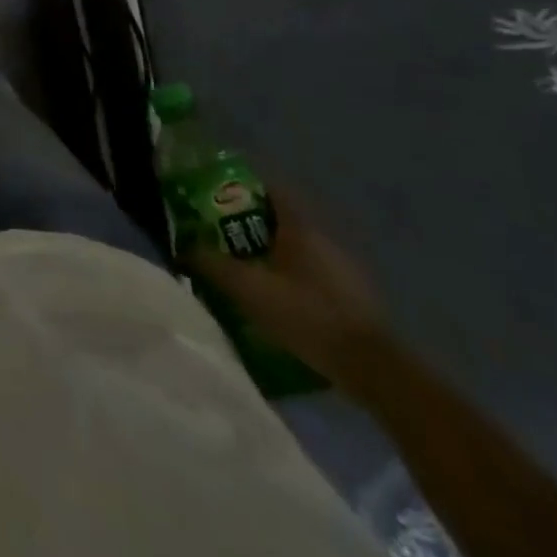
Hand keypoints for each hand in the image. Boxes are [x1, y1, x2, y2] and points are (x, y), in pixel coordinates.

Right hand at [188, 191, 392, 389]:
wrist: (373, 368)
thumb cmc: (307, 314)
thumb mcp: (249, 290)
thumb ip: (212, 265)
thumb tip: (184, 248)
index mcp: (299, 227)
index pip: (268, 189)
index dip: (240, 187)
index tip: (214, 196)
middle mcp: (322, 238)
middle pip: (278, 219)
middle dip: (247, 223)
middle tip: (218, 236)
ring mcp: (341, 268)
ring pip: (294, 248)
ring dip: (268, 252)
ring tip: (241, 269)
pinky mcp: (350, 296)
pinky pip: (309, 273)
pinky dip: (288, 276)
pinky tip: (274, 299)